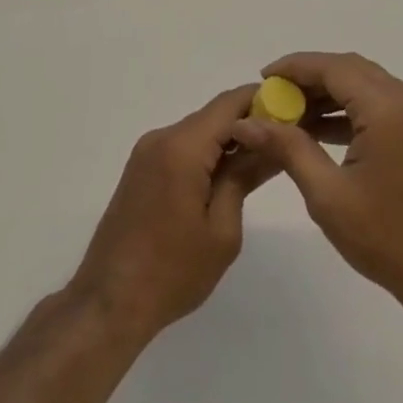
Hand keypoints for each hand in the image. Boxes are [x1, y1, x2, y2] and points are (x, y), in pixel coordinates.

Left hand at [69, 86, 274, 342]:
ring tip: (262, 160)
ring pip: (198, 131)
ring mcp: (147, 152)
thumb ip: (244, 178)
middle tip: (285, 139)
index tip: (293, 110)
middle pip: (213, 115)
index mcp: (182, 147)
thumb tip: (270, 146)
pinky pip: (182, 147)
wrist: (109, 302)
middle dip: (249, 122)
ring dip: (228, 140)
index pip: (229, 104)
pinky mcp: (141, 169)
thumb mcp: (222, 230)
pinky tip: (227, 176)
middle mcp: (162, 138)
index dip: (262, 100)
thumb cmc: (172, 271)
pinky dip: (207, 153)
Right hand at [230, 52, 402, 310]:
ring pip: (364, 83)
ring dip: (328, 93)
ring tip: (290, 113)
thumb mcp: (327, 194)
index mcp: (387, 107)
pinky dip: (348, 109)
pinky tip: (319, 129)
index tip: (263, 78)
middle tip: (273, 96)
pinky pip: (378, 103)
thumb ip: (286, 147)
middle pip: (349, 70)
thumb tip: (245, 122)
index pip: (333, 67)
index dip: (295, 67)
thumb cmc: (386, 237)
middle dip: (309, 78)